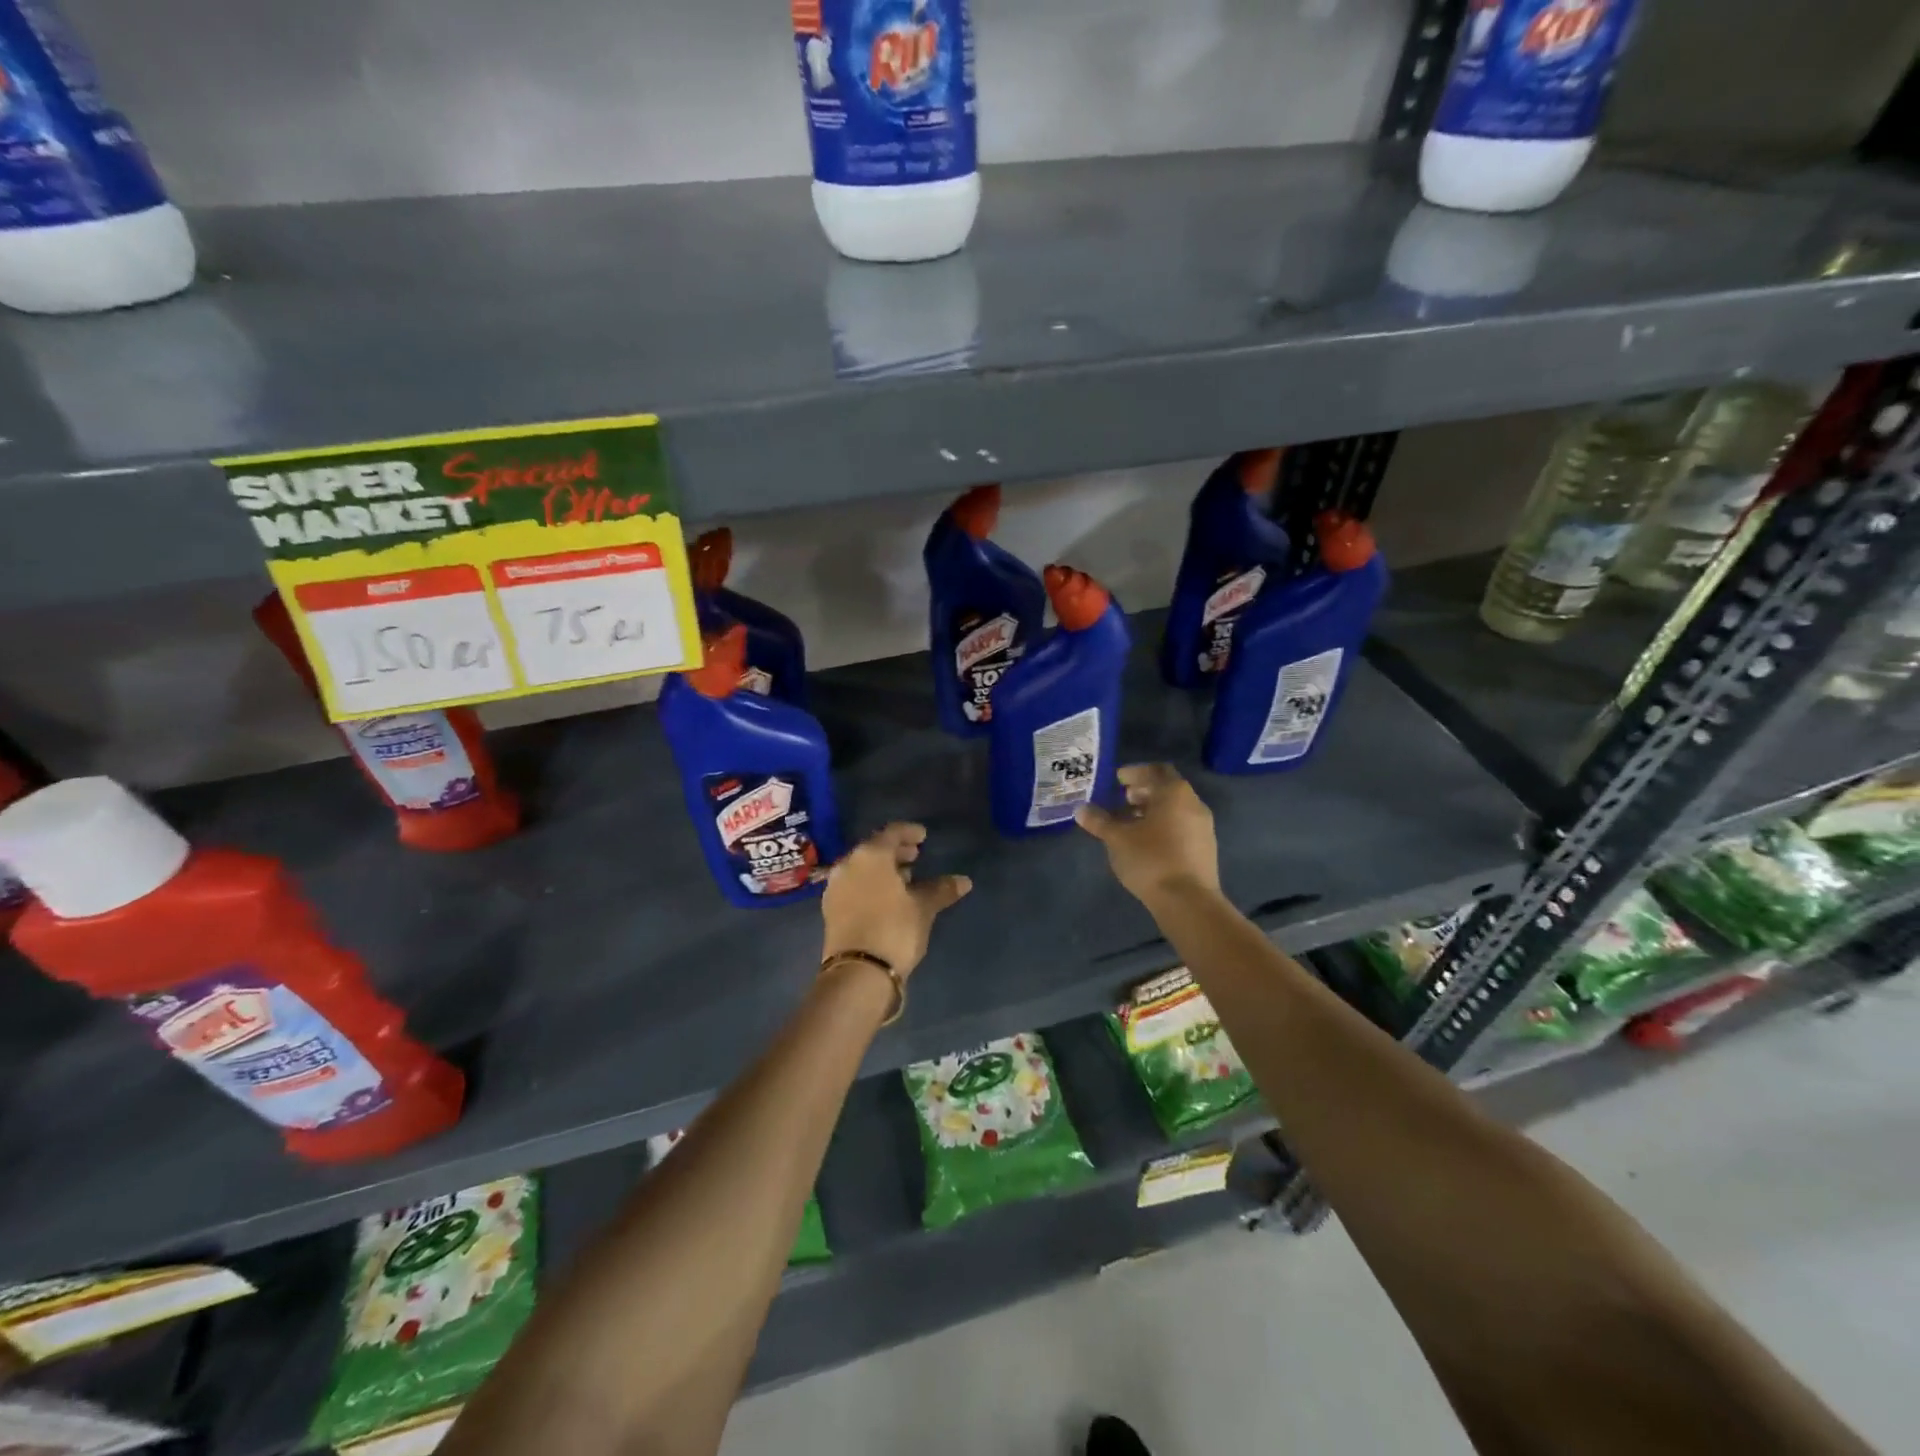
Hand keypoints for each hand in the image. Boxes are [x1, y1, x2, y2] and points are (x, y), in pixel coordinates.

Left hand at [821, 823, 971, 977]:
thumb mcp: (923, 908)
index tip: (923, 836)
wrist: (858, 973)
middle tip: (915, 855)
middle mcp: (848, 864)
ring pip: (862, 867)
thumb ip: (941, 889)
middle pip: (874, 849)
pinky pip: (854, 885)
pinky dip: (870, 884)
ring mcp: (836, 887)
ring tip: (905, 877)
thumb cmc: (894, 930)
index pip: (891, 833)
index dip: (909, 832)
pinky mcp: (831, 908)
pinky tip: (886, 897)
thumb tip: (964, 881)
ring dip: (883, 869)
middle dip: (895, 851)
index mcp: (871, 855)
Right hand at [1075, 763, 1220, 906]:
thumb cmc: (1151, 859)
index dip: (1135, 772)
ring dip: (1152, 811)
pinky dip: (1163, 826)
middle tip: (1121, 799)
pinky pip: (1181, 827)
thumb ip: (1099, 821)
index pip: (1155, 770)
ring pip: (1175, 809)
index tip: (1117, 780)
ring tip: (1129, 822)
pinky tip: (1145, 843)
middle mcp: (1193, 804)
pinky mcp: (1205, 849)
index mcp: (1174, 793)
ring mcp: (1203, 827)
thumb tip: (1081, 810)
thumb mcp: (1117, 839)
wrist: (1189, 901)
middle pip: (1167, 789)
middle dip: (1143, 791)